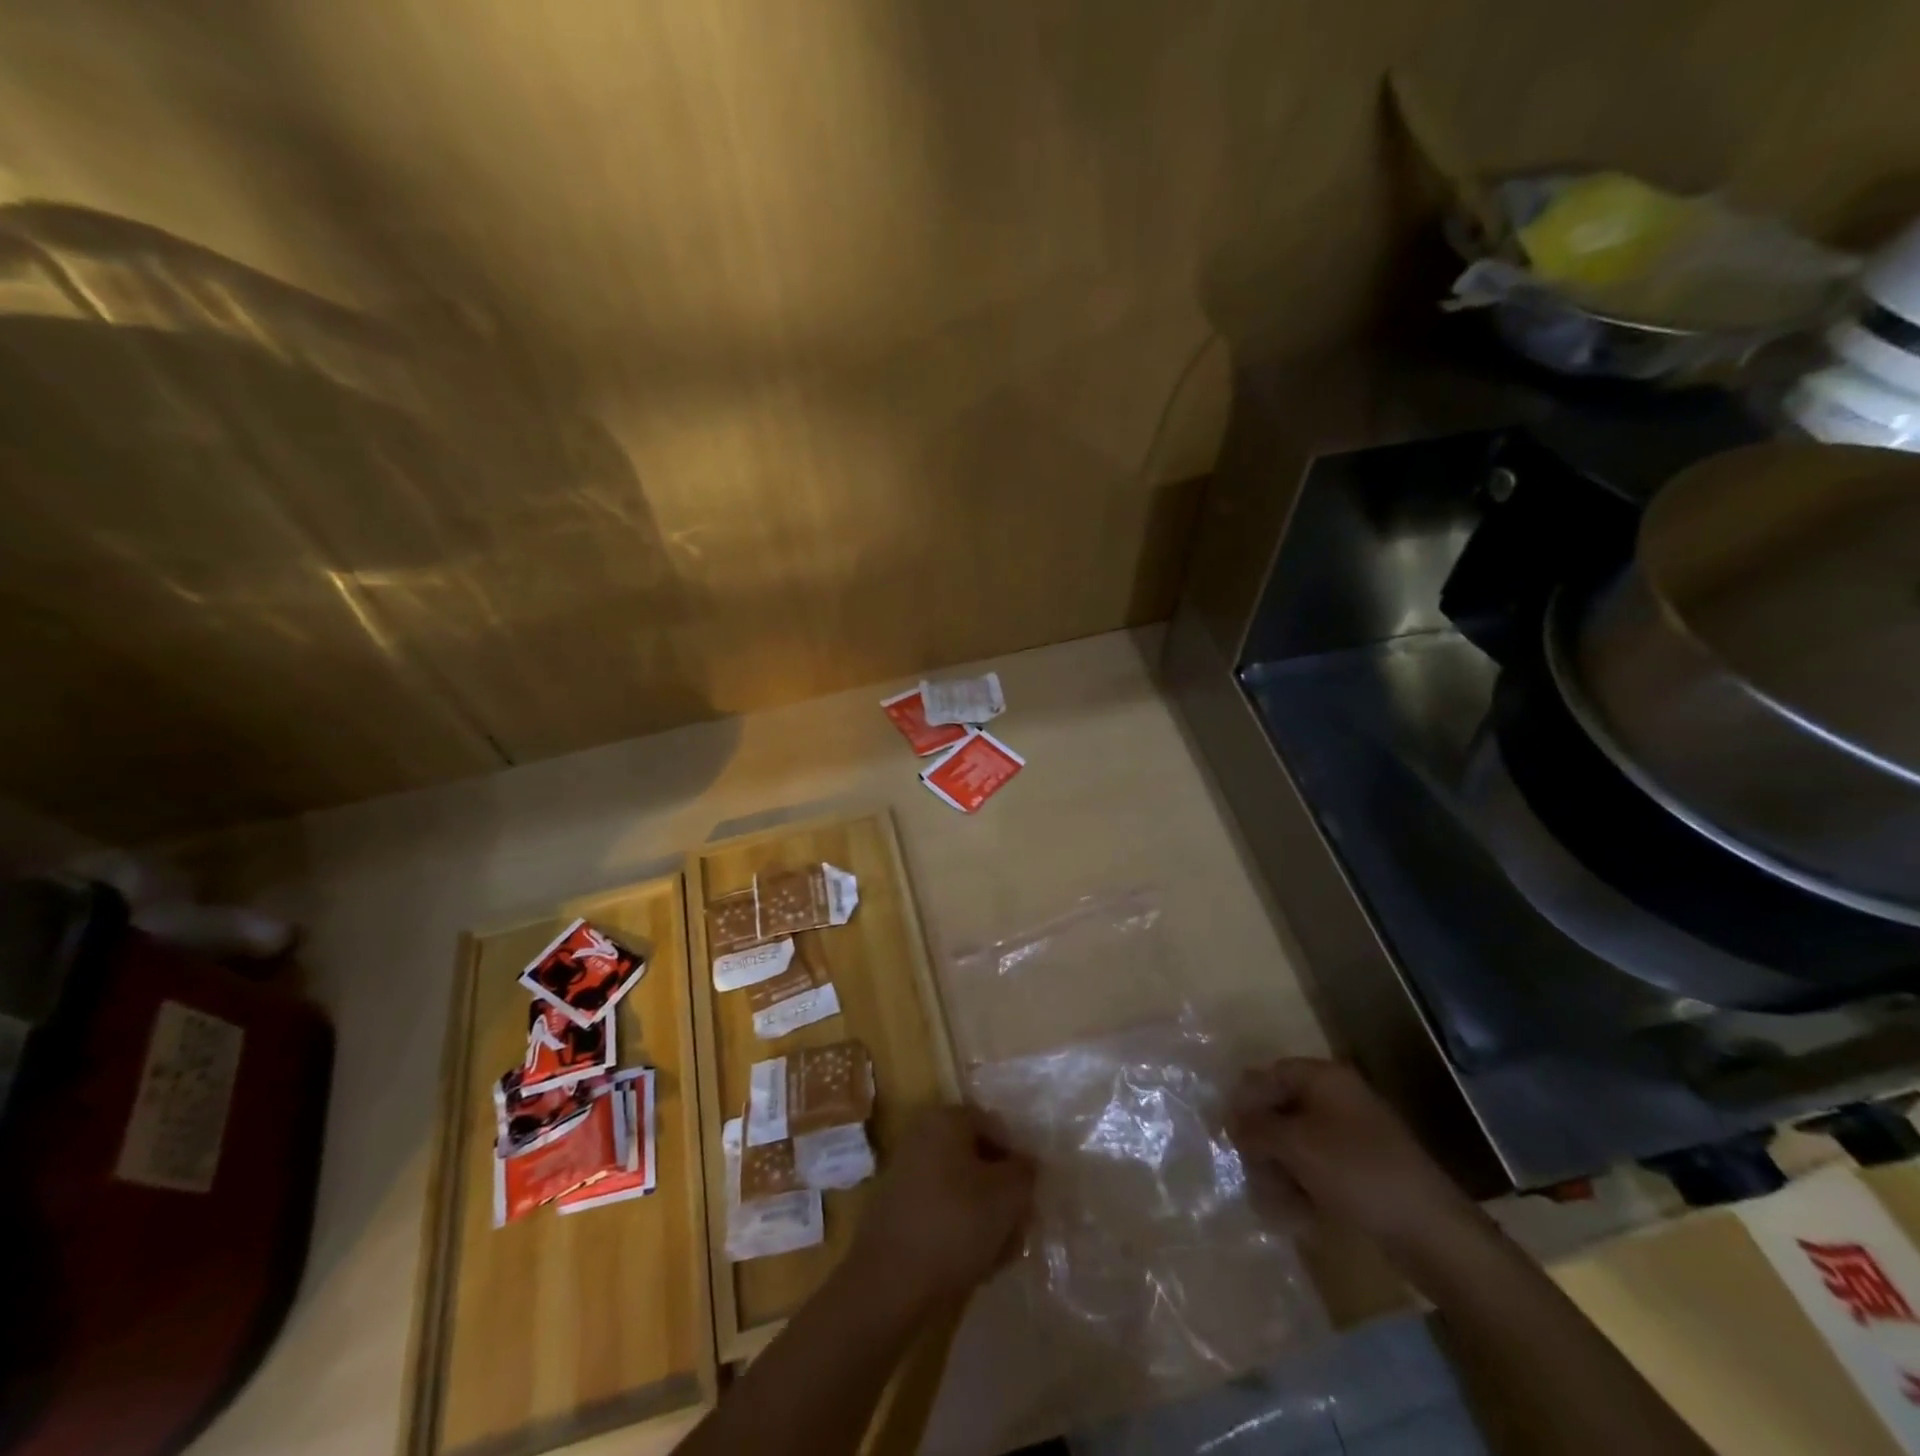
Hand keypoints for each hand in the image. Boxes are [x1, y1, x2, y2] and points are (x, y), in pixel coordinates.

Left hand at [848, 1103, 1034, 1316]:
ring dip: (984, 1216)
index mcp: (946, 1119)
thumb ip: (1024, 1172)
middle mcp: (922, 1135)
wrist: (888, 1282)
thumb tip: (1024, 1165)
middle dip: (1001, 1192)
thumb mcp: (1007, 1196)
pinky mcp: (896, 1208)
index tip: (1028, 1196)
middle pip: (976, 1158)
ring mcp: (905, 1172)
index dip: (1017, 1160)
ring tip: (1000, 1254)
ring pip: (960, 1188)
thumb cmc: (955, 1225)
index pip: (995, 1126)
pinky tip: (973, 1264)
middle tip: (1018, 1228)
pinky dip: (958, 1230)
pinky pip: (939, 1209)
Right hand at [1228, 1058, 1483, 1262]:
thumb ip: (1258, 1128)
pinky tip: (1296, 1211)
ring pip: (1299, 1143)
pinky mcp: (1364, 1171)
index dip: (1247, 1098)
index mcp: (1327, 1079)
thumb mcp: (1297, 1145)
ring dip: (1279, 1168)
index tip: (1228, 1130)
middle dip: (1263, 1140)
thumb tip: (1232, 1121)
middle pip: (1283, 1109)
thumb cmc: (1358, 1173)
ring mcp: (1354, 1136)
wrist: (1432, 1232)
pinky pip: (1320, 1168)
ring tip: (1271, 1199)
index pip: (1272, 1074)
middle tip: (1249, 1168)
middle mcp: (1339, 1100)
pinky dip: (1303, 1185)